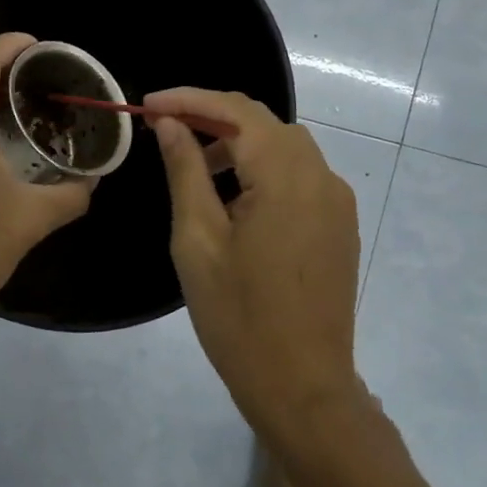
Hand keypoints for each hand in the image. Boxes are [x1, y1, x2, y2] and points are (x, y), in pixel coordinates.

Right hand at [145, 87, 364, 433]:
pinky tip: (233, 196)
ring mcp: (336, 201)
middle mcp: (321, 177)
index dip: (189, 99)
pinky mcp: (339, 224)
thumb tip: (171, 123)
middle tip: (165, 129)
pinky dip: (263, 168)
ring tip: (194, 164)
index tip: (147, 105)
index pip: (237, 110)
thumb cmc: (239, 317)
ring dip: (238, 141)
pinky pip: (299, 174)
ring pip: (283, 146)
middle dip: (212, 116)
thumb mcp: (198, 240)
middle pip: (264, 122)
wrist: (302, 387)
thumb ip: (186, 171)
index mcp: (286, 177)